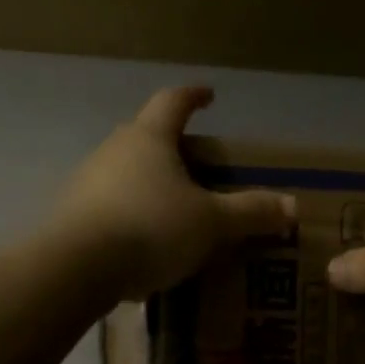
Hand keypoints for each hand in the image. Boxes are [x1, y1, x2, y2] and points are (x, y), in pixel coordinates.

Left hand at [52, 86, 295, 301]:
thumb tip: (292, 207)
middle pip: (146, 136)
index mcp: (149, 138)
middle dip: (172, 146)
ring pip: (125, 172)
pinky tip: (144, 242)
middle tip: (198, 166)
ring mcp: (87, 182)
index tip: (209, 96)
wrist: (75, 268)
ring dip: (149, 183)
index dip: (193, 96)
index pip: (173, 101)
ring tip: (174, 209)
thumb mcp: (211, 223)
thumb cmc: (151, 228)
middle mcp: (113, 150)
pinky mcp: (72, 215)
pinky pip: (110, 205)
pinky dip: (131, 214)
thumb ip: (250, 213)